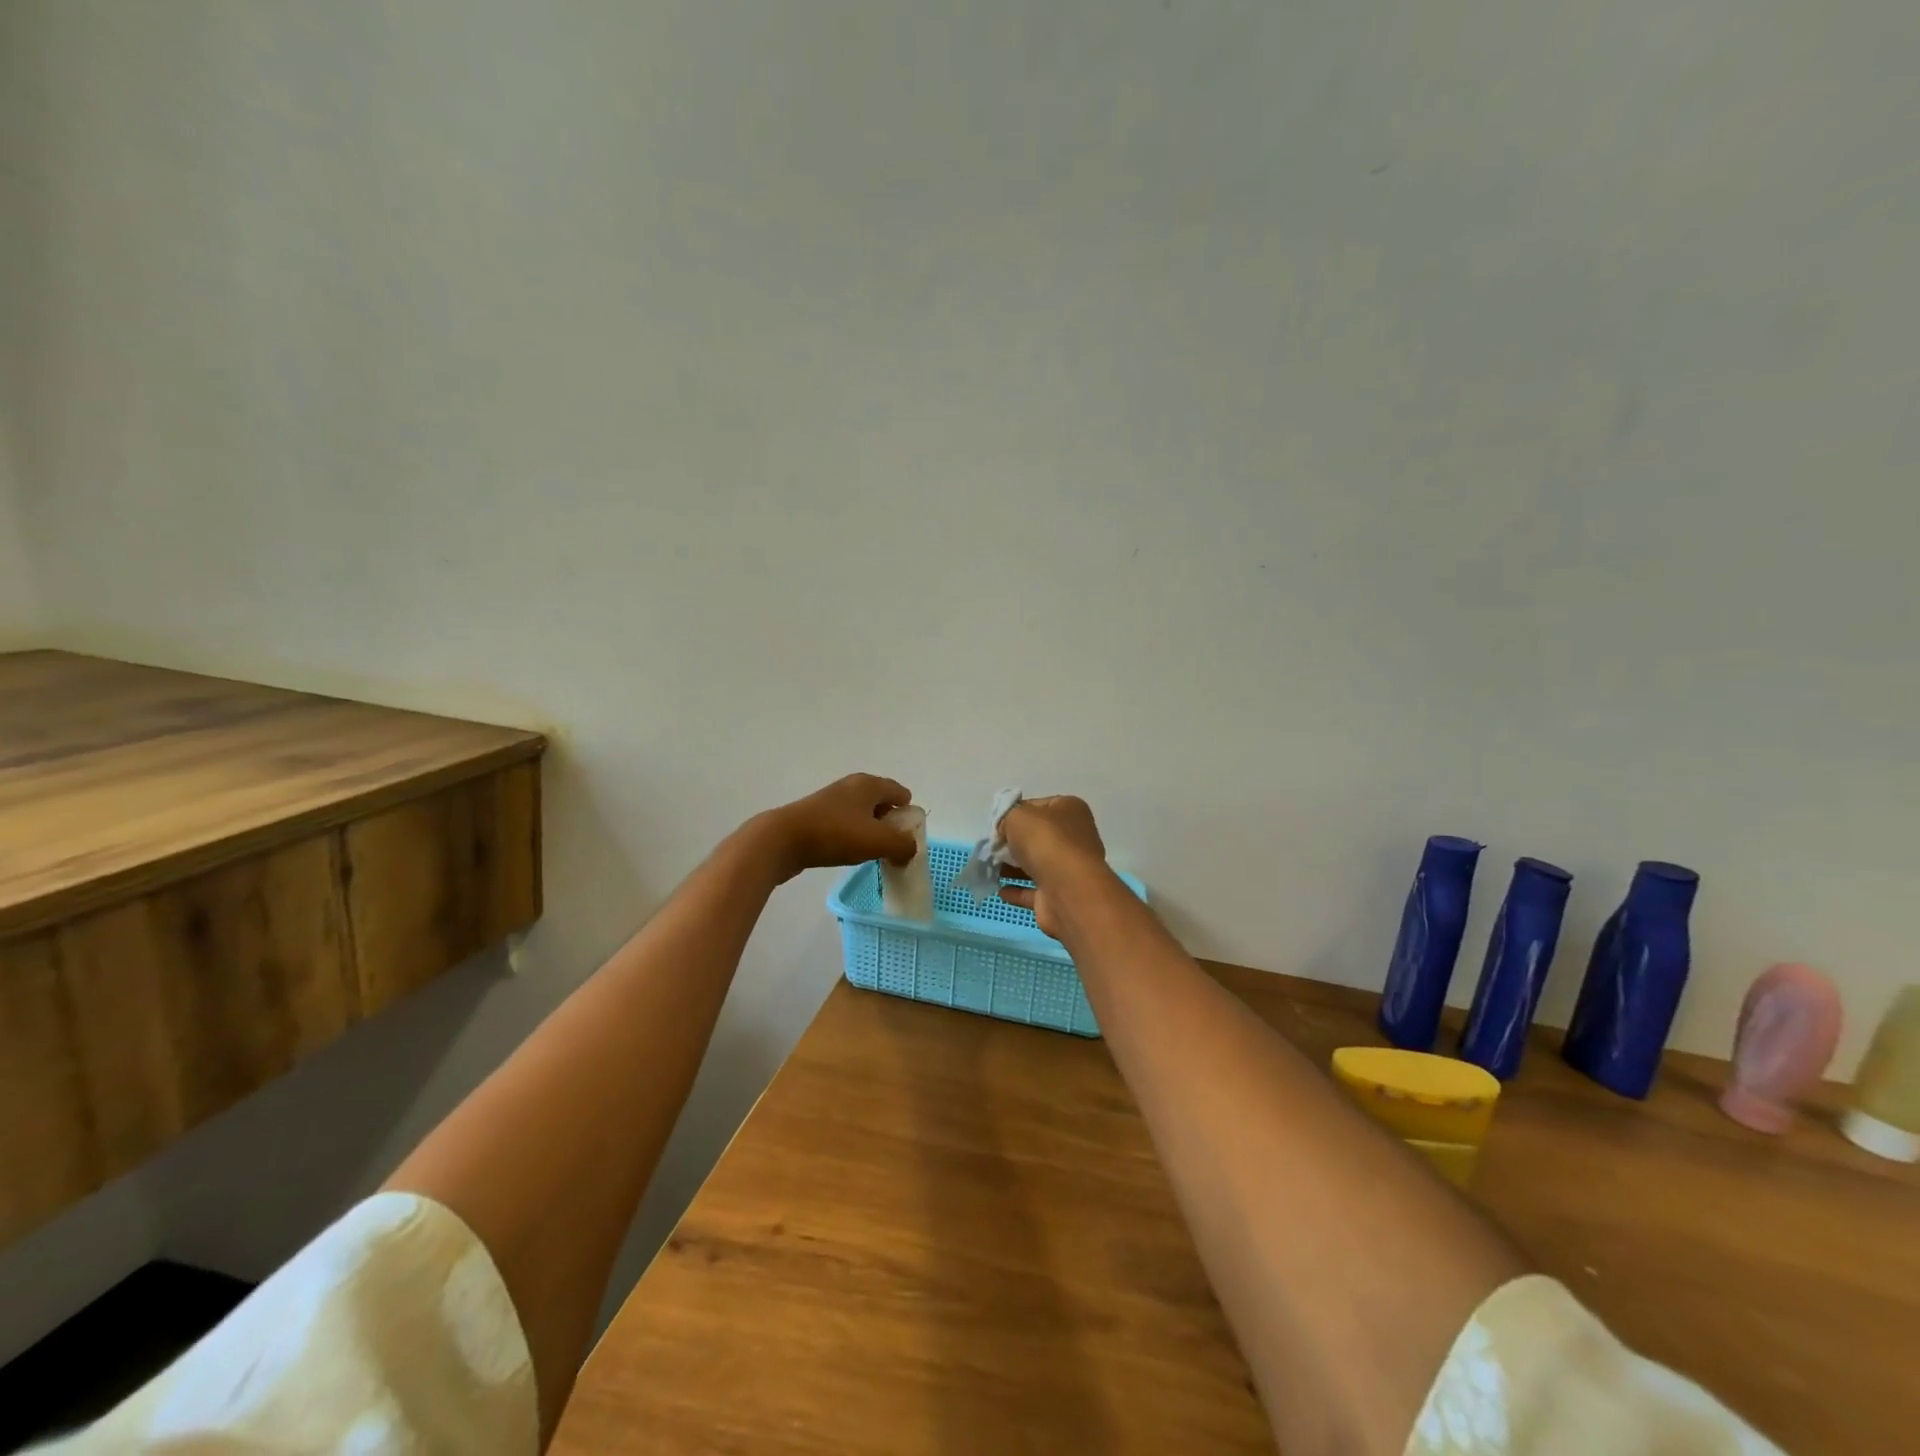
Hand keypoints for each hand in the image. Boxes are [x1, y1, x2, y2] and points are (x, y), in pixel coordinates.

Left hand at [756, 774, 915, 881]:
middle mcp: (851, 786)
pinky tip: (847, 853)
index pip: (900, 792)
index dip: (908, 814)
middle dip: (890, 823)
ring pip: (861, 814)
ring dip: (870, 831)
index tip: (908, 837)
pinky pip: (844, 824)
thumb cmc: (835, 834)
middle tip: (892, 847)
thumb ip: (902, 845)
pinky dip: (851, 836)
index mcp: (869, 784)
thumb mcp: (878, 841)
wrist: (782, 840)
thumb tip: (909, 851)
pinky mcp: (815, 816)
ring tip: (871, 853)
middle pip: (881, 802)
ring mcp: (830, 800)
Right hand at [996, 795, 1110, 939]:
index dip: (1015, 813)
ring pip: (1036, 864)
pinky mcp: (1060, 894)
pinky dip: (1017, 890)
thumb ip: (1007, 816)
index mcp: (1070, 809)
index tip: (996, 824)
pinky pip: (1034, 890)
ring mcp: (1069, 868)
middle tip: (991, 847)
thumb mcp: (1018, 816)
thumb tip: (1004, 829)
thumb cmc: (1046, 843)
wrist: (1069, 892)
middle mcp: (1074, 837)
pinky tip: (1000, 890)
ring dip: (1012, 867)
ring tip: (990, 868)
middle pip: (1037, 836)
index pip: (1037, 806)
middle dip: (1013, 842)